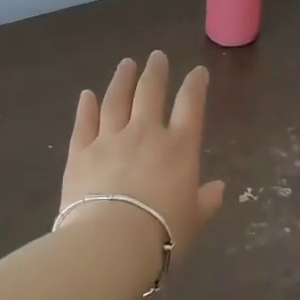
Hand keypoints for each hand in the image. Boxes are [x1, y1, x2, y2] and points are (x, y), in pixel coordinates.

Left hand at [62, 52, 225, 256]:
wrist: (111, 241)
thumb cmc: (163, 232)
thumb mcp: (195, 219)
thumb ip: (207, 200)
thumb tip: (219, 188)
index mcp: (179, 147)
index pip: (190, 105)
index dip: (195, 85)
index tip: (198, 72)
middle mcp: (145, 134)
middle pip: (150, 92)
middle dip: (155, 72)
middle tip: (156, 57)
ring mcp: (110, 140)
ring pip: (115, 100)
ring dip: (121, 79)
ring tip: (126, 64)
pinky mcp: (80, 153)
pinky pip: (84, 124)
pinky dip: (86, 107)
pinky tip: (87, 94)